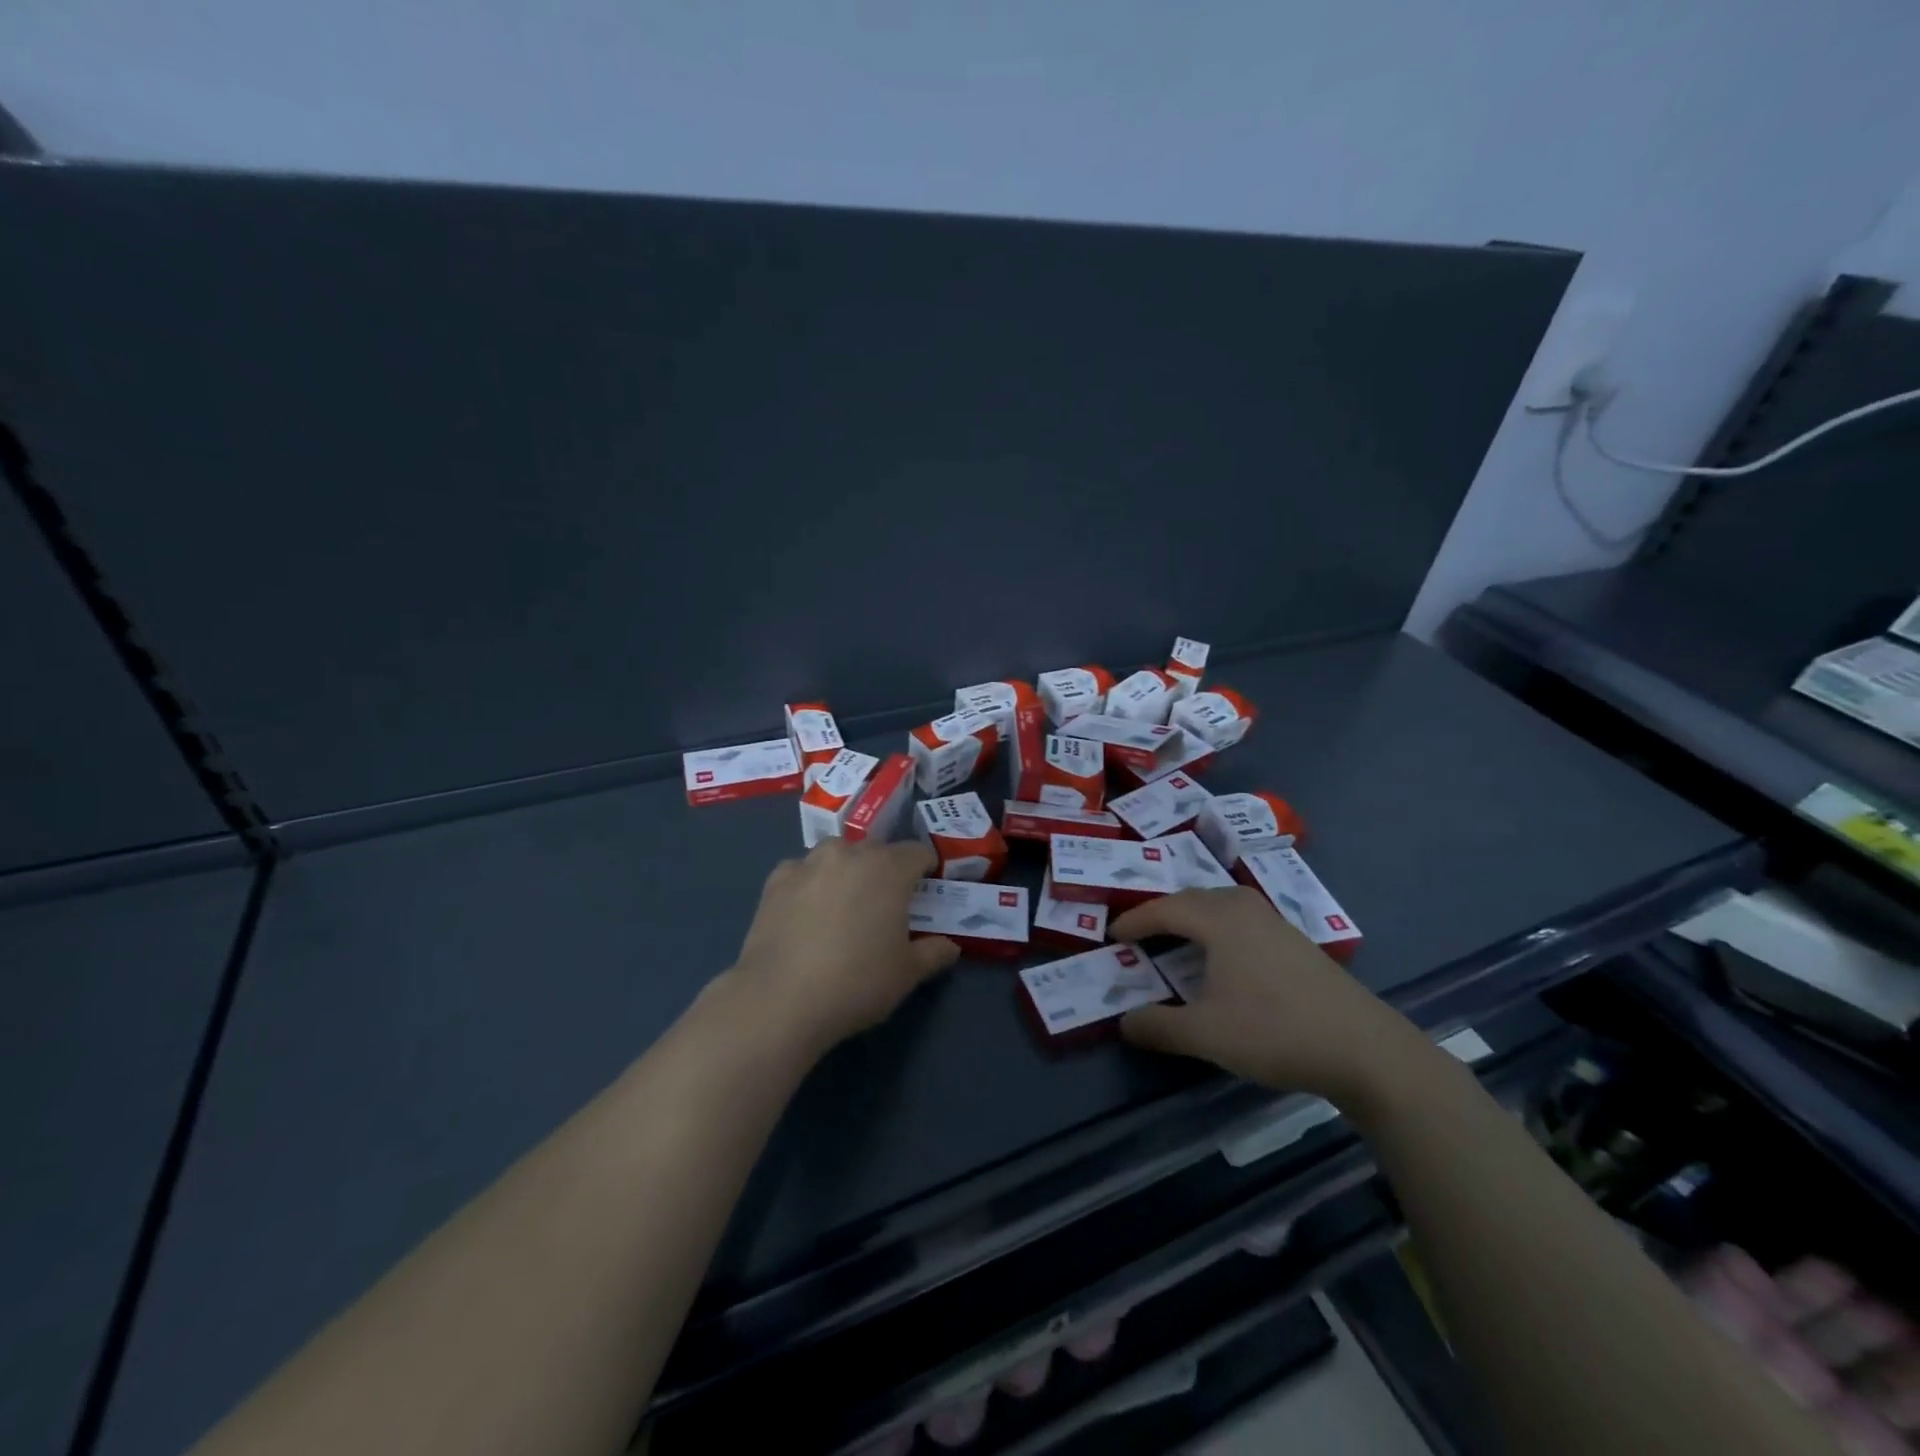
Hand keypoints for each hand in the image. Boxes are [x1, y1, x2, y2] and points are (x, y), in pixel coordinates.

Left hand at [727, 837, 959, 1056]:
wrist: (781, 999)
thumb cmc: (857, 982)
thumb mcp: (907, 973)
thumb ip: (934, 953)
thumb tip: (950, 947)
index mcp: (888, 868)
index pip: (917, 852)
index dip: (926, 868)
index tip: (926, 889)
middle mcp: (849, 854)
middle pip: (876, 849)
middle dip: (886, 869)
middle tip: (886, 903)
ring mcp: (809, 864)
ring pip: (836, 854)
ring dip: (846, 869)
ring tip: (844, 902)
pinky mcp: (776, 880)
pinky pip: (802, 870)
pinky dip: (810, 882)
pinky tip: (807, 910)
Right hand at [1112, 886, 1428, 1107]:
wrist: (1365, 1049)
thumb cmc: (1275, 1031)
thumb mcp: (1206, 1034)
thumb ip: (1159, 1027)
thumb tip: (1124, 1023)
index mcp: (1220, 919)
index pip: (1166, 908)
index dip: (1136, 920)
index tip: (1113, 934)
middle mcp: (1246, 910)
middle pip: (1194, 898)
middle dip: (1163, 912)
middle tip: (1142, 932)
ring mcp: (1277, 924)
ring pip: (1223, 905)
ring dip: (1195, 917)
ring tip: (1179, 938)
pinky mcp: (1298, 943)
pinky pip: (1244, 920)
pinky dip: (1221, 929)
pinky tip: (1227, 958)